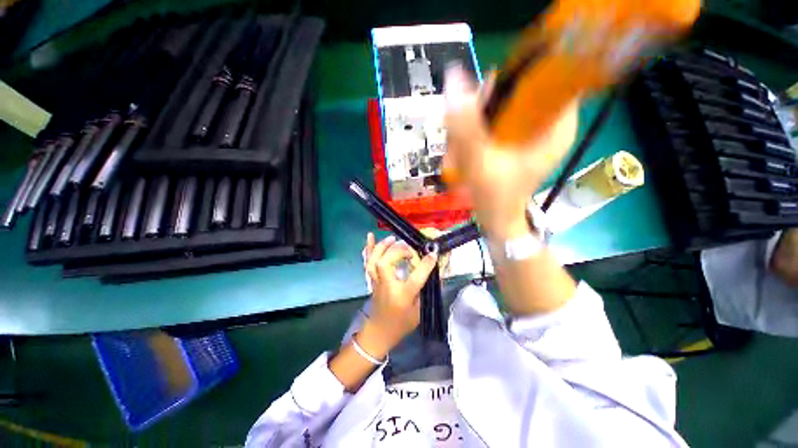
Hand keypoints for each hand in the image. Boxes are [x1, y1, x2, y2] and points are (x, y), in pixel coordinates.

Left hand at [360, 233, 437, 355]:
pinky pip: (367, 261)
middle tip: (409, 249)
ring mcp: (376, 281)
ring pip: (374, 261)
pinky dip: (369, 248)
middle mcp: (386, 286)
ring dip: (383, 246)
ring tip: (393, 238)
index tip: (433, 254)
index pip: (414, 278)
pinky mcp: (372, 278)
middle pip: (385, 264)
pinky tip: (370, 236)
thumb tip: (436, 272)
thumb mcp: (419, 311)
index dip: (425, 265)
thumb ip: (427, 290)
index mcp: (401, 297)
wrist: (379, 331)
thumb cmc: (401, 323)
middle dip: (398, 251)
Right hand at [443, 67, 578, 239]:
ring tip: (459, 155)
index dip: (513, 78)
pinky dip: (473, 136)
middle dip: (481, 112)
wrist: (496, 220)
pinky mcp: (514, 140)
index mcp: (557, 125)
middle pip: (515, 91)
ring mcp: (529, 132)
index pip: (546, 76)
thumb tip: (454, 77)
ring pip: (497, 108)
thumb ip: (467, 125)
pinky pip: (491, 123)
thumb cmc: (496, 198)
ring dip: (471, 128)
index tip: (484, 100)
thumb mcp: (480, 161)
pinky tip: (462, 155)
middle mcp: (547, 124)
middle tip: (463, 138)